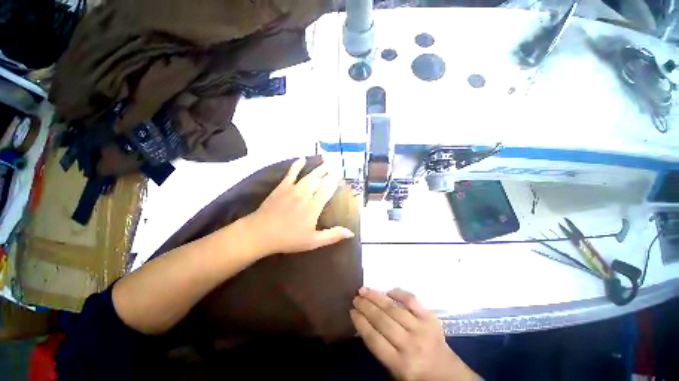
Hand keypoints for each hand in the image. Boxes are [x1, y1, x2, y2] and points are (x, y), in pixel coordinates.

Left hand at [244, 158, 353, 255]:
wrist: (261, 233)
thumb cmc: (288, 238)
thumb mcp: (313, 241)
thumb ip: (332, 235)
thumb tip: (351, 232)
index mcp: (314, 207)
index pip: (328, 190)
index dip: (335, 183)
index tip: (341, 179)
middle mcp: (306, 194)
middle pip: (320, 180)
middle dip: (329, 173)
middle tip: (336, 168)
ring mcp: (293, 189)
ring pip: (310, 176)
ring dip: (319, 169)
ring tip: (327, 162)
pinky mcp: (282, 187)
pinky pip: (292, 173)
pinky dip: (297, 165)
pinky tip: (302, 158)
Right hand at [351, 288, 478, 380]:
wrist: (449, 376)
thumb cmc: (417, 375)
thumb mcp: (395, 372)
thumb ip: (380, 348)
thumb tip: (364, 322)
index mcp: (400, 364)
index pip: (374, 339)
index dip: (360, 322)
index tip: (351, 311)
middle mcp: (410, 345)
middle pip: (382, 320)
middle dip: (365, 306)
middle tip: (355, 297)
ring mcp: (421, 329)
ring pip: (393, 308)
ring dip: (376, 297)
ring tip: (364, 290)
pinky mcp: (431, 318)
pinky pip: (412, 301)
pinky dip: (399, 293)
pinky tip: (388, 290)